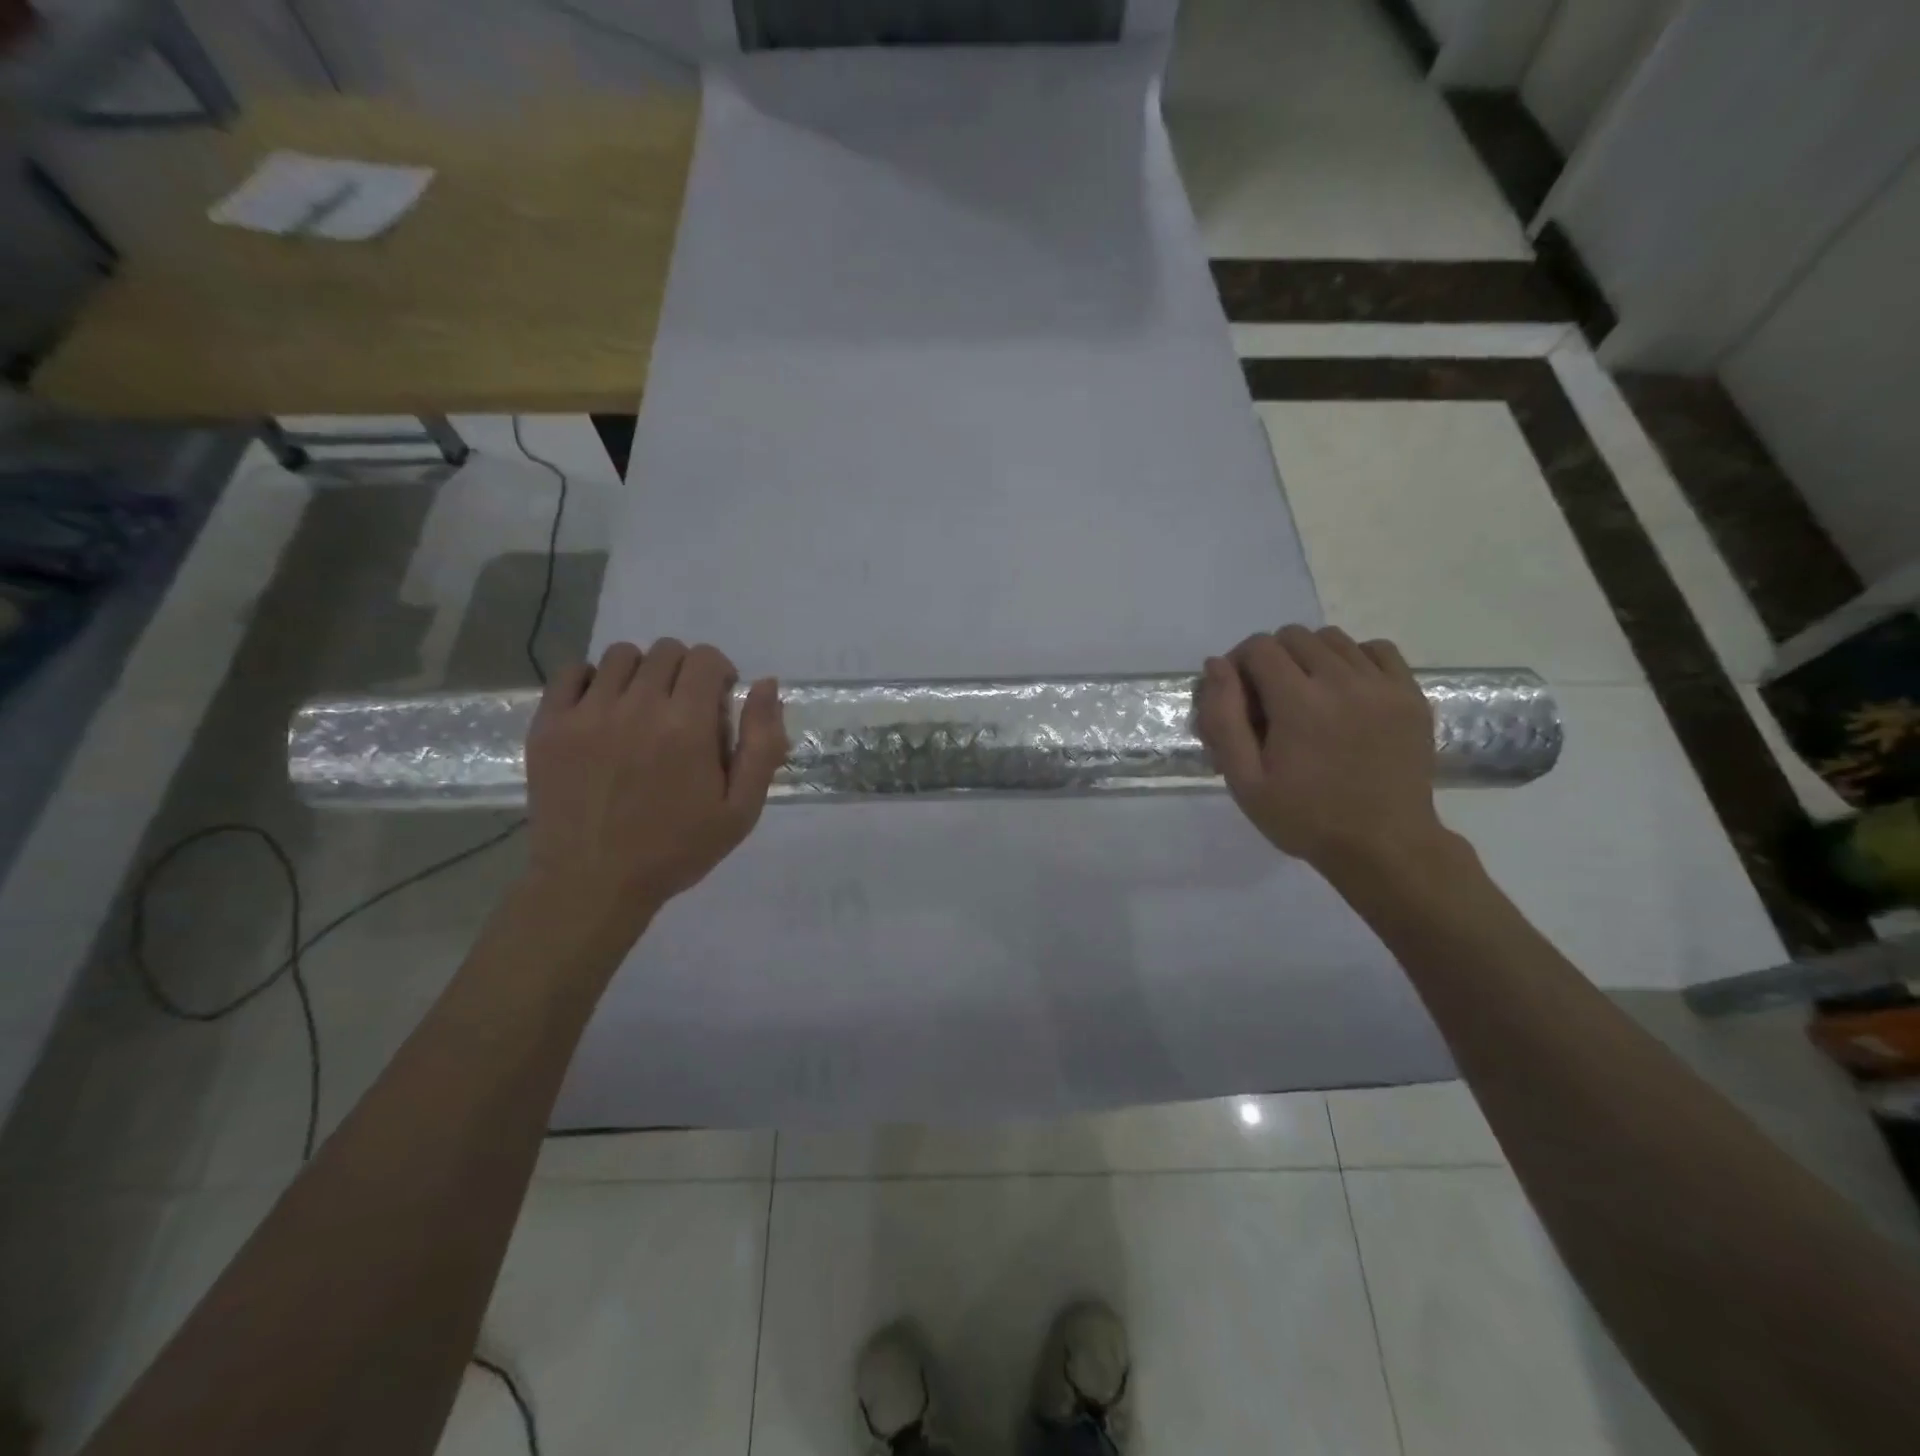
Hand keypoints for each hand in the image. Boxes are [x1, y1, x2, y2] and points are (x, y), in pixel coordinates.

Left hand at [522, 639, 786, 949]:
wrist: (592, 884)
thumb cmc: (676, 850)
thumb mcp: (741, 809)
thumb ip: (761, 744)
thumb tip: (766, 685)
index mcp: (687, 726)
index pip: (705, 658)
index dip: (719, 672)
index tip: (717, 702)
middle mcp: (637, 707)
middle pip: (665, 650)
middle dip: (684, 671)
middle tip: (683, 709)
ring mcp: (587, 713)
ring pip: (620, 656)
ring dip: (641, 673)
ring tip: (642, 708)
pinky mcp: (549, 725)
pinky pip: (571, 672)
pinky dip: (592, 680)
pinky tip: (603, 710)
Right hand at [1196, 626, 1445, 873]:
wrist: (1385, 846)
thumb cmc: (1305, 818)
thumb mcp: (1245, 781)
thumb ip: (1223, 719)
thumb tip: (1216, 665)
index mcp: (1299, 703)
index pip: (1259, 647)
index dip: (1238, 664)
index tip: (1238, 696)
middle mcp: (1343, 681)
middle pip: (1294, 636)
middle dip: (1271, 659)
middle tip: (1269, 700)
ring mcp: (1383, 685)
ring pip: (1334, 639)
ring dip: (1310, 657)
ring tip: (1307, 695)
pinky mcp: (1411, 695)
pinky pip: (1377, 650)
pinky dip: (1353, 659)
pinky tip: (1345, 690)